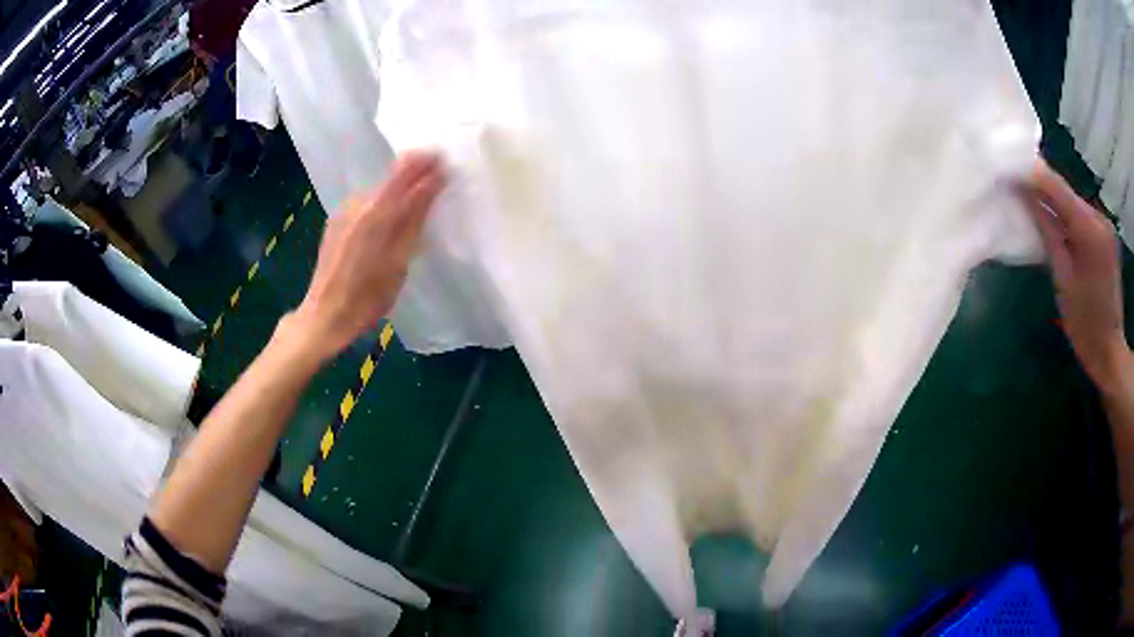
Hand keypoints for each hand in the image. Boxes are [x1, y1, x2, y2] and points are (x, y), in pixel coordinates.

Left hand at [290, 151, 444, 359]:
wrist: (325, 316)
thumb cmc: (367, 297)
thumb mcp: (399, 260)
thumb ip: (415, 217)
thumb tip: (433, 181)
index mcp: (376, 211)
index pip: (406, 171)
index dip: (427, 162)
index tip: (446, 160)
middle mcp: (358, 203)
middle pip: (391, 177)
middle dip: (416, 173)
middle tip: (438, 178)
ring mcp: (344, 211)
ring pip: (379, 189)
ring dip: (399, 189)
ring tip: (418, 200)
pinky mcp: (336, 222)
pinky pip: (366, 203)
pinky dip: (383, 203)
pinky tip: (389, 220)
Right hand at [1022, 160, 1131, 394]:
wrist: (1109, 351)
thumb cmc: (1084, 324)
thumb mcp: (1062, 278)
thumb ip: (1047, 230)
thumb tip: (1024, 194)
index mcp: (1089, 230)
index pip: (1056, 187)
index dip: (1030, 173)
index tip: (1005, 165)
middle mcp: (1099, 218)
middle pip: (1064, 190)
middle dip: (1040, 185)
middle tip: (1012, 180)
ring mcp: (1104, 224)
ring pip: (1072, 201)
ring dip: (1052, 199)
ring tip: (1028, 197)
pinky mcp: (1105, 233)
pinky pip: (1080, 213)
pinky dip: (1065, 213)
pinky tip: (1052, 217)